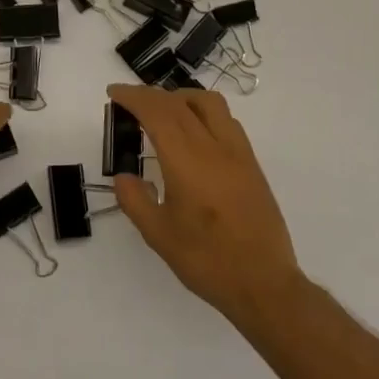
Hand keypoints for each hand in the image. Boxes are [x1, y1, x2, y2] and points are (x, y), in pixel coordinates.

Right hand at [110, 84, 301, 327]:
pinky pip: (226, 121)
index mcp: (187, 161)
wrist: (264, 285)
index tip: (114, 93)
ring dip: (181, 98)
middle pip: (180, 102)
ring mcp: (238, 153)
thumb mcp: (158, 235)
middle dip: (151, 95)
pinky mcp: (252, 165)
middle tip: (129, 103)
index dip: (133, 97)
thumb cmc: (207, 261)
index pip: (157, 112)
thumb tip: (124, 176)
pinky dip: (203, 113)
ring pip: (209, 103)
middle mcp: (214, 147)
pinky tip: (194, 136)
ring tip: (163, 113)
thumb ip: (135, 200)